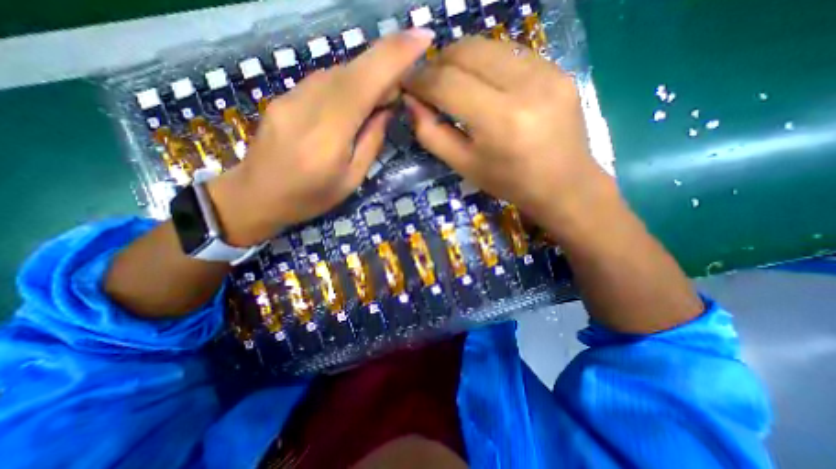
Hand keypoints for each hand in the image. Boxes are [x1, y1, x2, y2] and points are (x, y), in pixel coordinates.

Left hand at [208, 30, 433, 246]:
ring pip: (338, 73)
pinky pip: (323, 81)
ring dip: (366, 77)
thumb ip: (371, 142)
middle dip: (385, 65)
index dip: (395, 56)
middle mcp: (308, 105)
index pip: (365, 82)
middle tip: (404, 82)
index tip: (422, 37)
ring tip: (380, 98)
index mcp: (329, 134)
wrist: (256, 196)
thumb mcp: (351, 180)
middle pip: (353, 70)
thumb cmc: (310, 197)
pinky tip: (352, 102)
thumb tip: (386, 109)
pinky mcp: (283, 96)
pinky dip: (346, 84)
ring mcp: (291, 96)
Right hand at [405, 37, 619, 235]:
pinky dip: (487, 63)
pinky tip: (483, 83)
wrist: (563, 184)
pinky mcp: (559, 69)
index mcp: (499, 120)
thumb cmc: (509, 183)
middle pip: (467, 51)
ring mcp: (547, 72)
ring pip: (488, 45)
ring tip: (452, 81)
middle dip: (438, 63)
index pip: (447, 83)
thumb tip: (411, 103)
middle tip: (428, 82)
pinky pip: (510, 52)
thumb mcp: (464, 166)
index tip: (407, 84)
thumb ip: (432, 134)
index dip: (420, 80)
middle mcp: (525, 86)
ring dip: (461, 59)